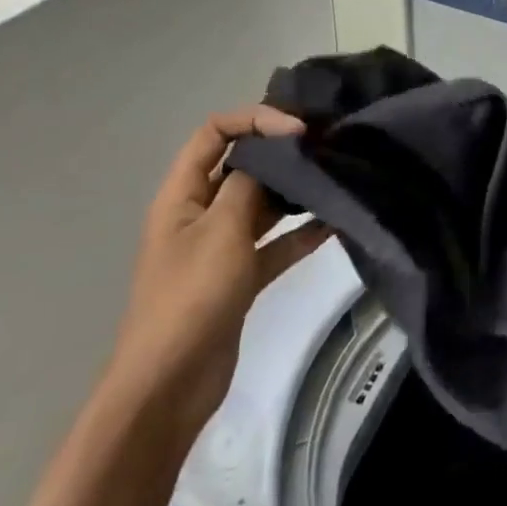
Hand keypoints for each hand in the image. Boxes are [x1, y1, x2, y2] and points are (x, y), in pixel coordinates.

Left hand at [101, 106, 328, 441]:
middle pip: (241, 166)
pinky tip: (335, 223)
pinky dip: (302, 232)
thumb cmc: (191, 298)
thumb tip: (273, 149)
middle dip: (281, 153)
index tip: (299, 130)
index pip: (214, 134)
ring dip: (295, 191)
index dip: (255, 120)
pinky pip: (276, 243)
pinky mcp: (241, 276)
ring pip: (262, 204)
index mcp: (182, 195)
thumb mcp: (221, 231)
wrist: (169, 385)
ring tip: (337, 178)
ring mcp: (221, 246)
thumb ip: (248, 184)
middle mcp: (200, 213)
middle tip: (328, 147)